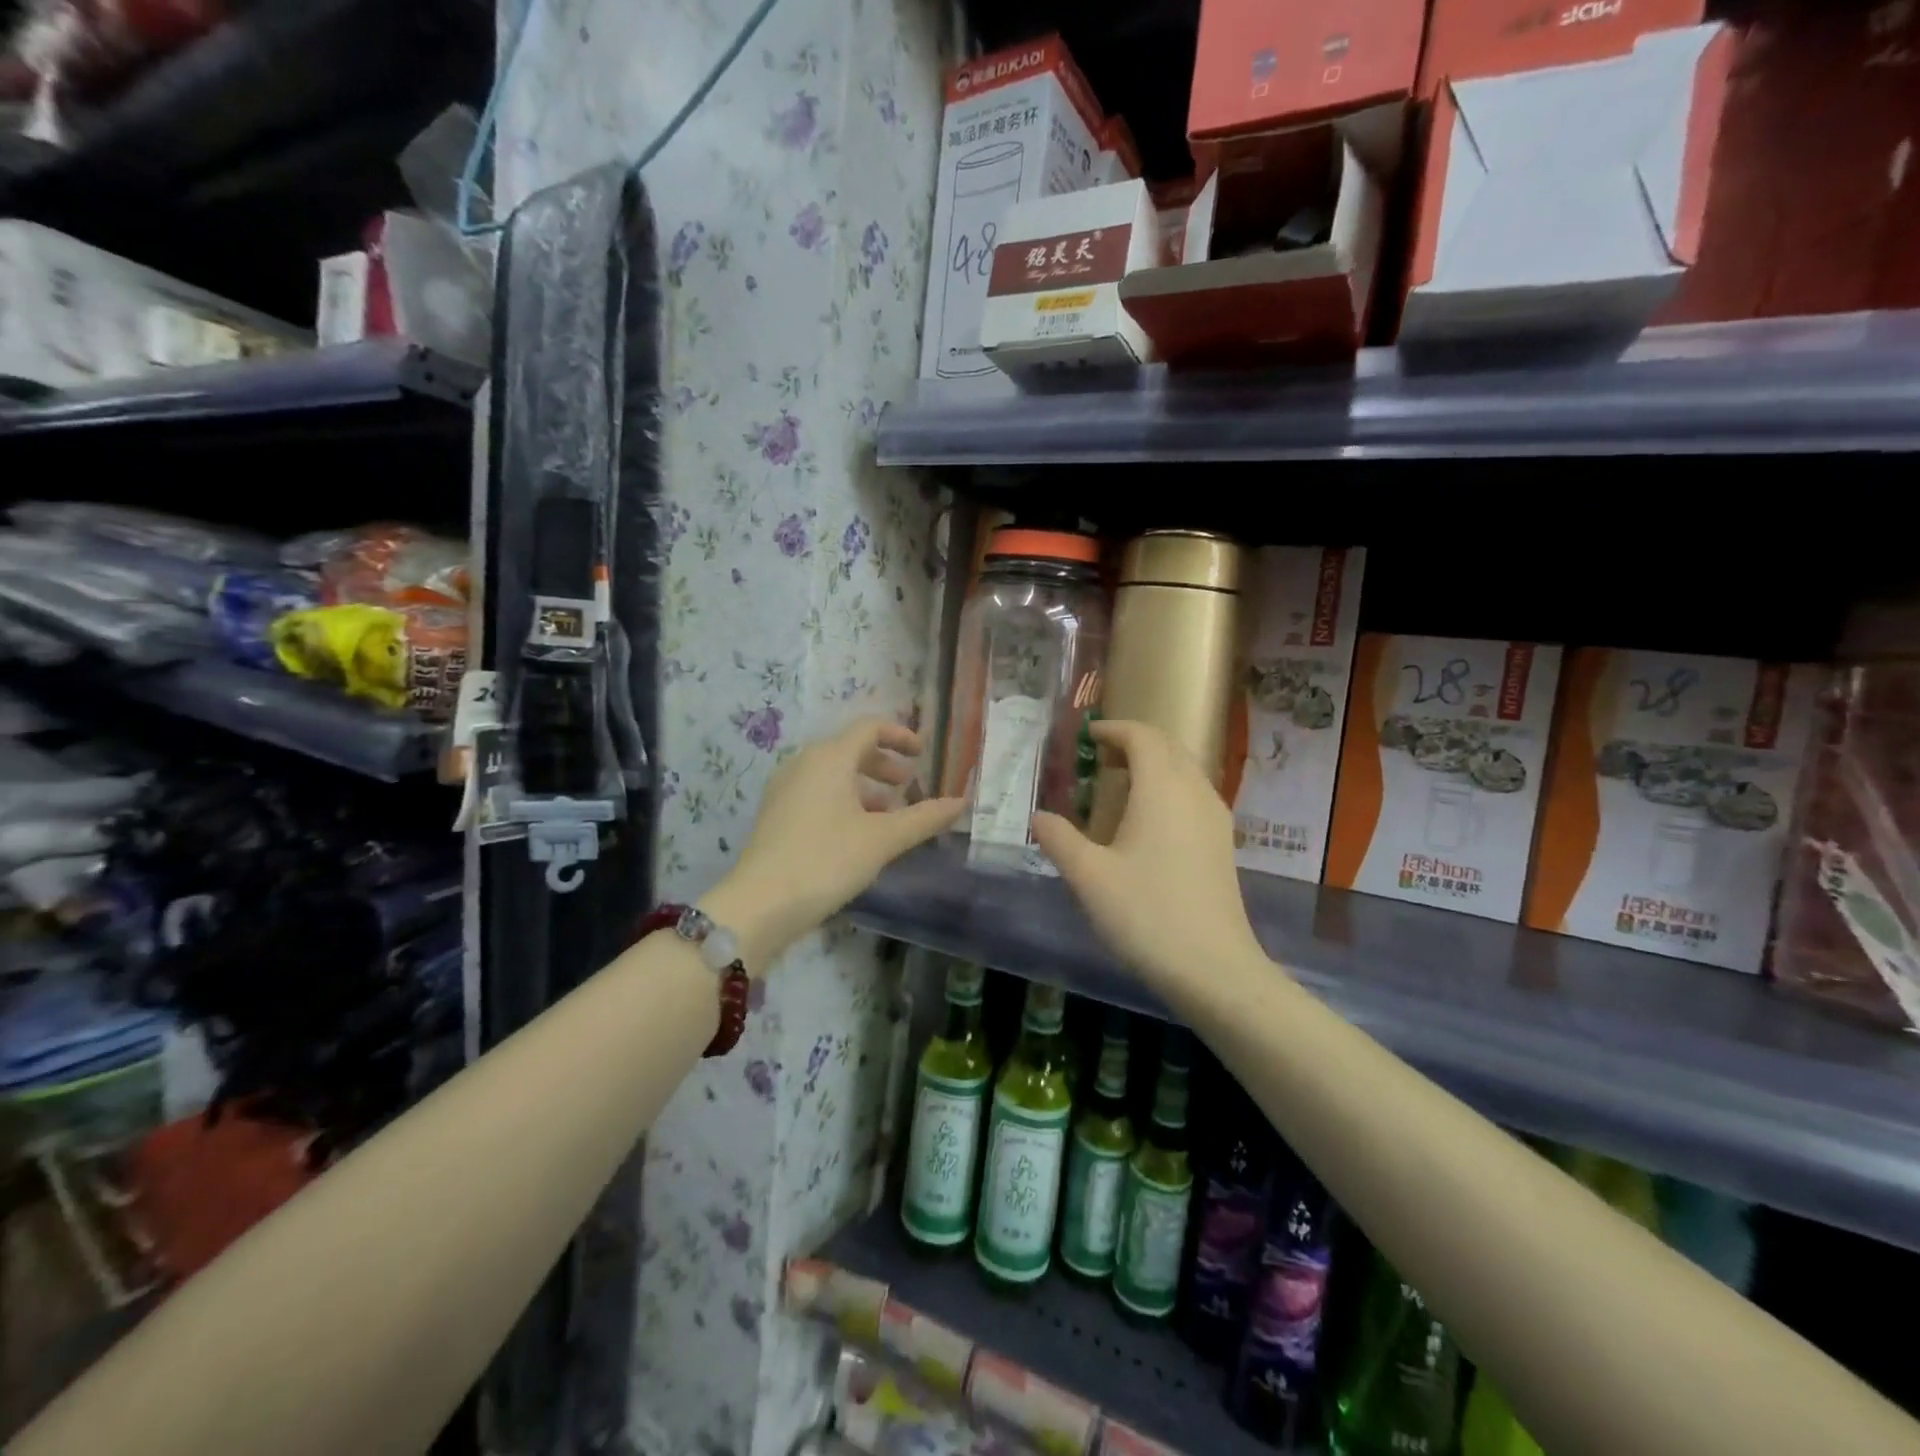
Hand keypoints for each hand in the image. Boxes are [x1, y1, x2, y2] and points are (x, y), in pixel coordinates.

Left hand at [706, 718, 963, 969]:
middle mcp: (804, 764)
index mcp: (829, 758)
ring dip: (866, 787)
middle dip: (884, 764)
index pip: (869, 728)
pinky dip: (845, 802)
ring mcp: (786, 790)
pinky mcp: (777, 815)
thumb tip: (962, 802)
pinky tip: (859, 834)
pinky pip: (818, 794)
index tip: (923, 754)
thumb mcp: (882, 839)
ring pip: (834, 775)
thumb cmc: (826, 861)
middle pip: (850, 749)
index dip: (900, 735)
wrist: (760, 905)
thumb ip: (924, 818)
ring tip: (890, 815)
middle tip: (909, 785)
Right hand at [1032, 720, 1264, 993]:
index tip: (1086, 736)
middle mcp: (1195, 792)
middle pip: (1168, 746)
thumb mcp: (1088, 876)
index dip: (1113, 729)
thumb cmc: (1146, 914)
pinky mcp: (1223, 843)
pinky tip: (1147, 821)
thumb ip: (1058, 838)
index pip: (1142, 736)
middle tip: (1099, 757)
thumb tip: (1038, 816)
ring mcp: (1215, 818)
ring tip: (1118, 785)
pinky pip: (1194, 794)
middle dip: (1134, 742)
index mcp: (1163, 788)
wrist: (1213, 968)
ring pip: (1185, 770)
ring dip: (1153, 764)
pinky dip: (1168, 787)